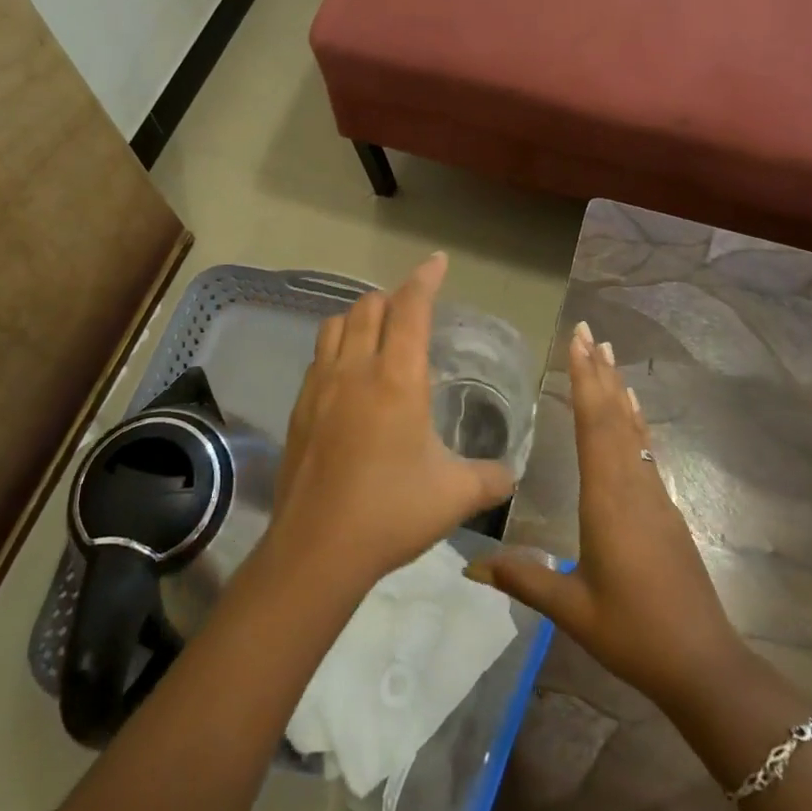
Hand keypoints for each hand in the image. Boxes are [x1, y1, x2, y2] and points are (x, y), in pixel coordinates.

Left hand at [267, 252, 515, 595]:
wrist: (316, 549)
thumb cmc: (391, 513)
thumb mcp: (454, 496)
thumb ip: (490, 477)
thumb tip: (512, 473)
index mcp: (397, 379)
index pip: (411, 309)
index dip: (425, 279)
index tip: (438, 261)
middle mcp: (355, 369)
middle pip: (369, 307)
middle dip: (394, 298)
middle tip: (414, 311)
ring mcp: (321, 386)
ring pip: (336, 324)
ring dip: (360, 317)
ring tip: (379, 333)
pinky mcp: (300, 407)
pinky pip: (319, 356)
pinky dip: (337, 346)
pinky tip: (348, 375)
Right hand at [467, 322, 751, 712]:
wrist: (703, 663)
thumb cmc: (634, 633)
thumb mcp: (573, 609)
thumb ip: (523, 579)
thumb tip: (467, 568)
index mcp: (607, 500)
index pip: (593, 425)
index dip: (584, 380)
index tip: (577, 342)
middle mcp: (631, 485)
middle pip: (613, 416)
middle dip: (598, 371)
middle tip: (588, 330)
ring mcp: (652, 495)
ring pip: (631, 429)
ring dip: (616, 388)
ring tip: (608, 353)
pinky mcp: (664, 508)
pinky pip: (643, 449)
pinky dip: (633, 420)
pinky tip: (632, 409)